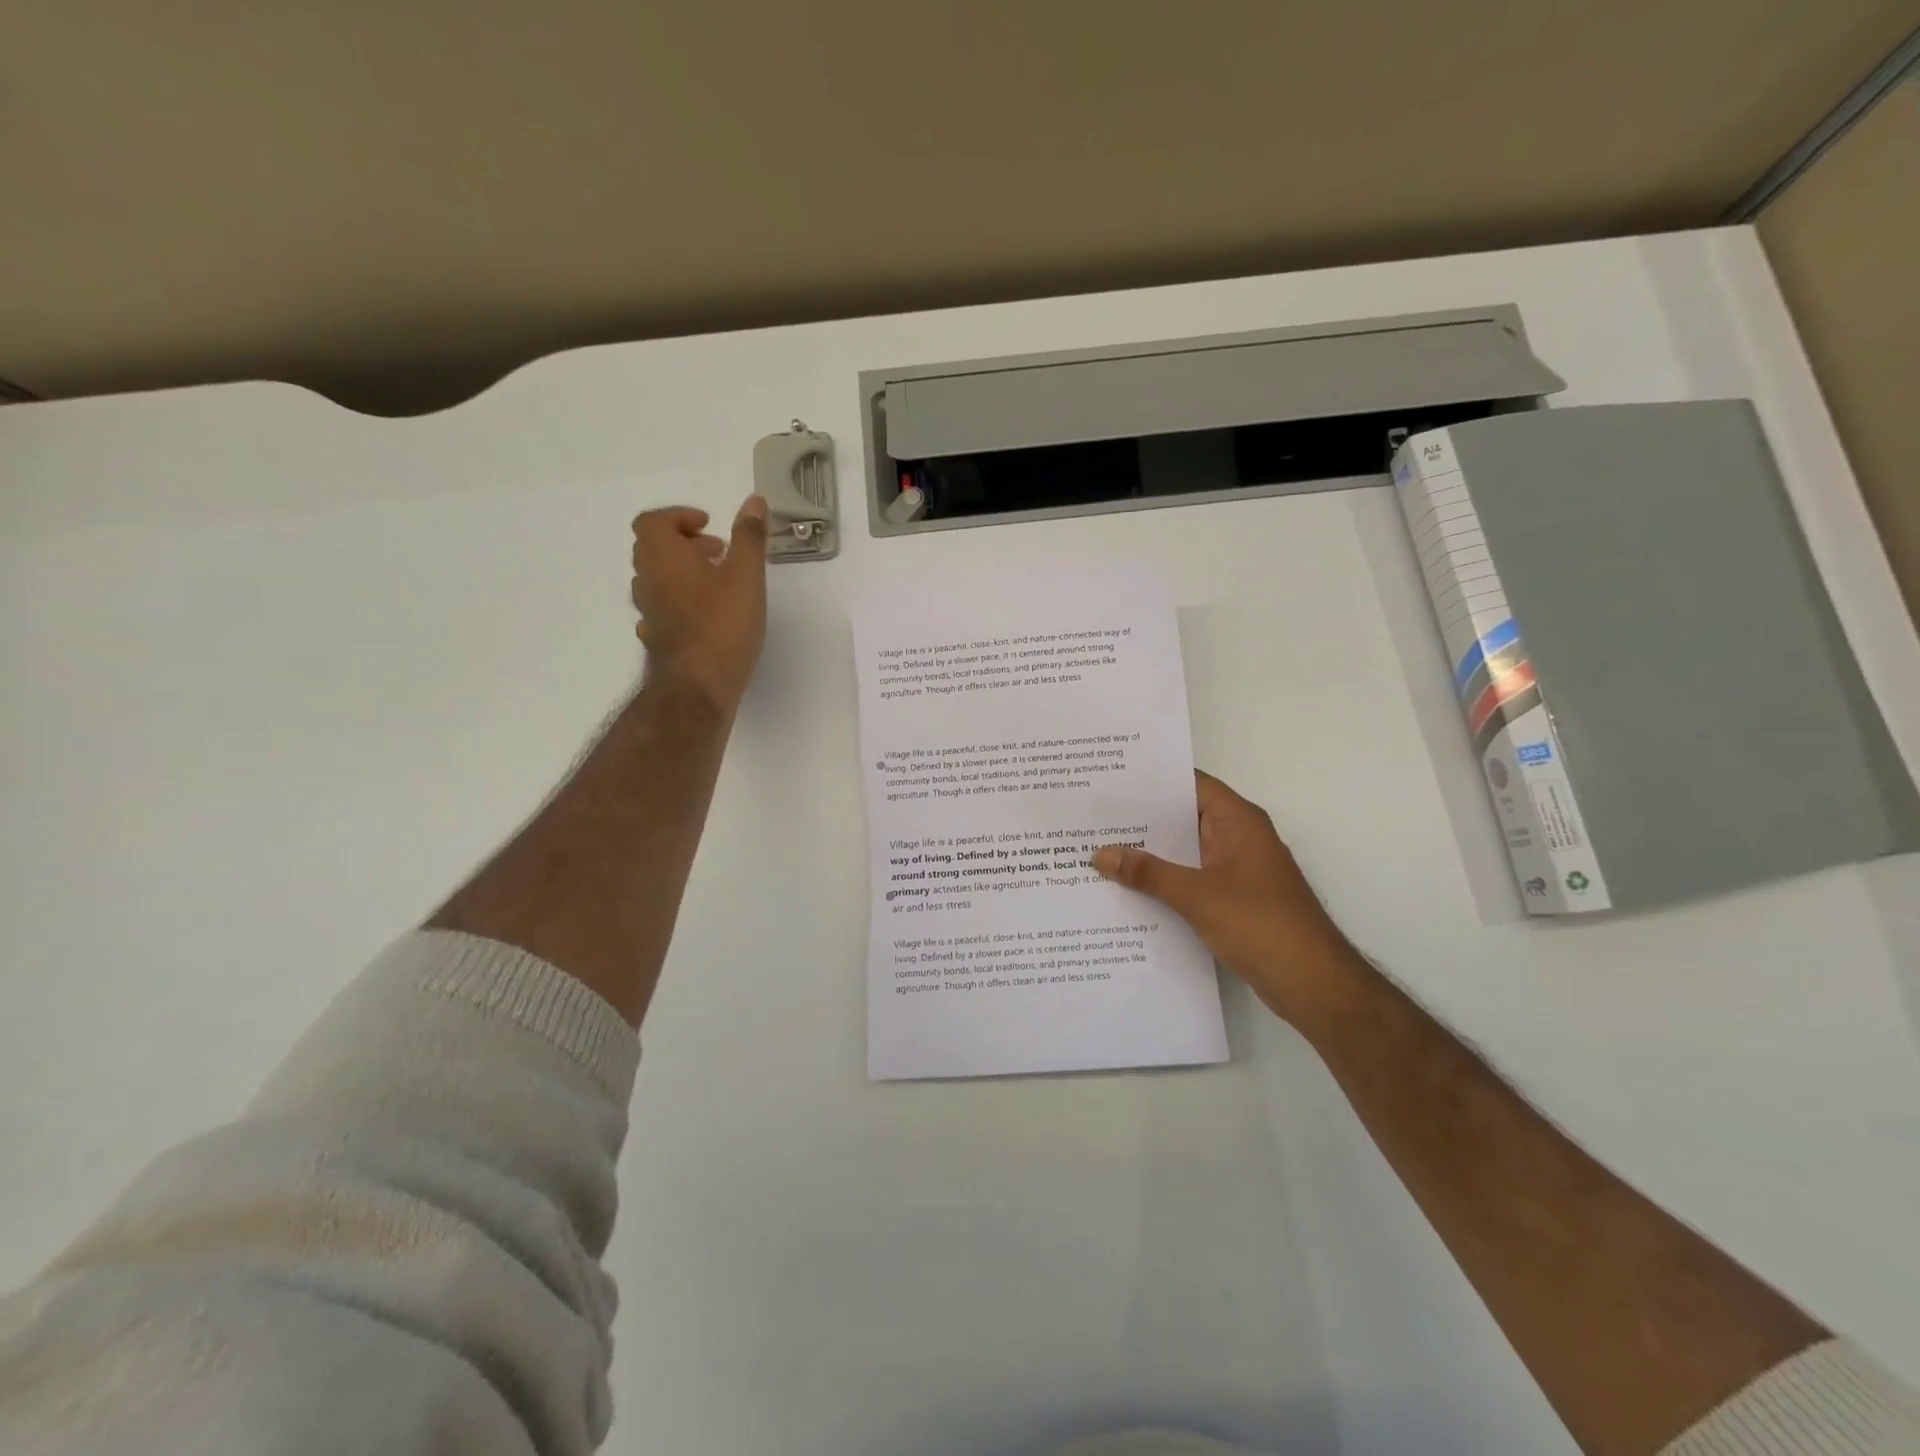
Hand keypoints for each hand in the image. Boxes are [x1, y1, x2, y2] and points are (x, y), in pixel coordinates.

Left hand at [631, 496, 768, 710]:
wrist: (699, 685)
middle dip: (684, 542)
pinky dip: (680, 600)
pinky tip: (703, 613)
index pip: (652, 521)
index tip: (709, 525)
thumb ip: (749, 536)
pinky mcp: (657, 636)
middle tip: (718, 551)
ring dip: (682, 571)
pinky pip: (662, 607)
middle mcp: (648, 580)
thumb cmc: (723, 624)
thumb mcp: (746, 575)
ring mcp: (649, 611)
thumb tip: (754, 501)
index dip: (678, 517)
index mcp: (663, 557)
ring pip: (657, 578)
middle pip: (652, 547)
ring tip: (717, 582)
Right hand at [1093, 771, 1361, 1018]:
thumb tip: (1100, 853)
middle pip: (1184, 817)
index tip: (1109, 779)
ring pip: (1185, 851)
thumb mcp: (1196, 896)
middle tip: (1093, 816)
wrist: (1314, 984)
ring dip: (1150, 853)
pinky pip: (1191, 879)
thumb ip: (1147, 874)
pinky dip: (1164, 881)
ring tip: (1099, 849)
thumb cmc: (1260, 925)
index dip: (1151, 780)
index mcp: (1238, 821)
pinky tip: (1128, 889)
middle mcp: (1238, 837)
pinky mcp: (1235, 899)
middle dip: (1141, 819)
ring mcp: (1238, 869)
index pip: (1190, 784)